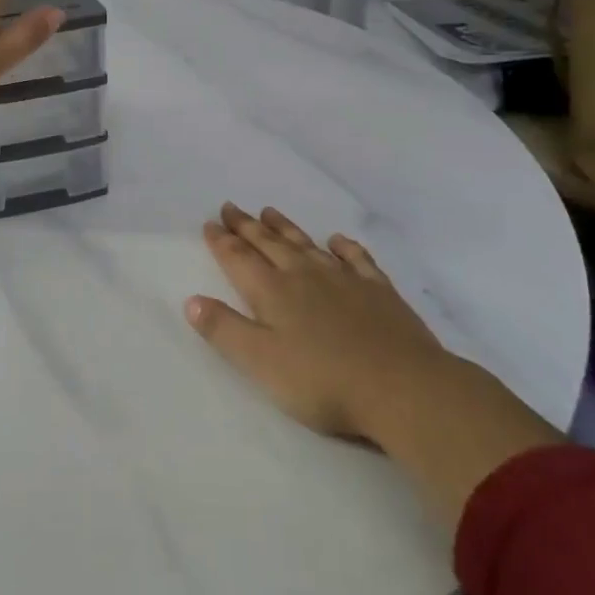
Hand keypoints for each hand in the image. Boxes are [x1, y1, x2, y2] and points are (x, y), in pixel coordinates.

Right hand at [187, 203, 445, 439]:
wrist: (402, 387)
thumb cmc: (323, 381)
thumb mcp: (260, 362)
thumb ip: (224, 330)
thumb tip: (192, 300)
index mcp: (272, 292)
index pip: (239, 259)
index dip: (221, 241)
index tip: (209, 223)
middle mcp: (304, 275)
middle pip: (269, 244)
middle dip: (247, 226)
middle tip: (231, 207)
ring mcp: (344, 279)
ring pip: (306, 244)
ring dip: (285, 228)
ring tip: (269, 211)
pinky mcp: (378, 290)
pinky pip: (356, 258)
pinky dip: (343, 246)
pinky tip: (337, 240)